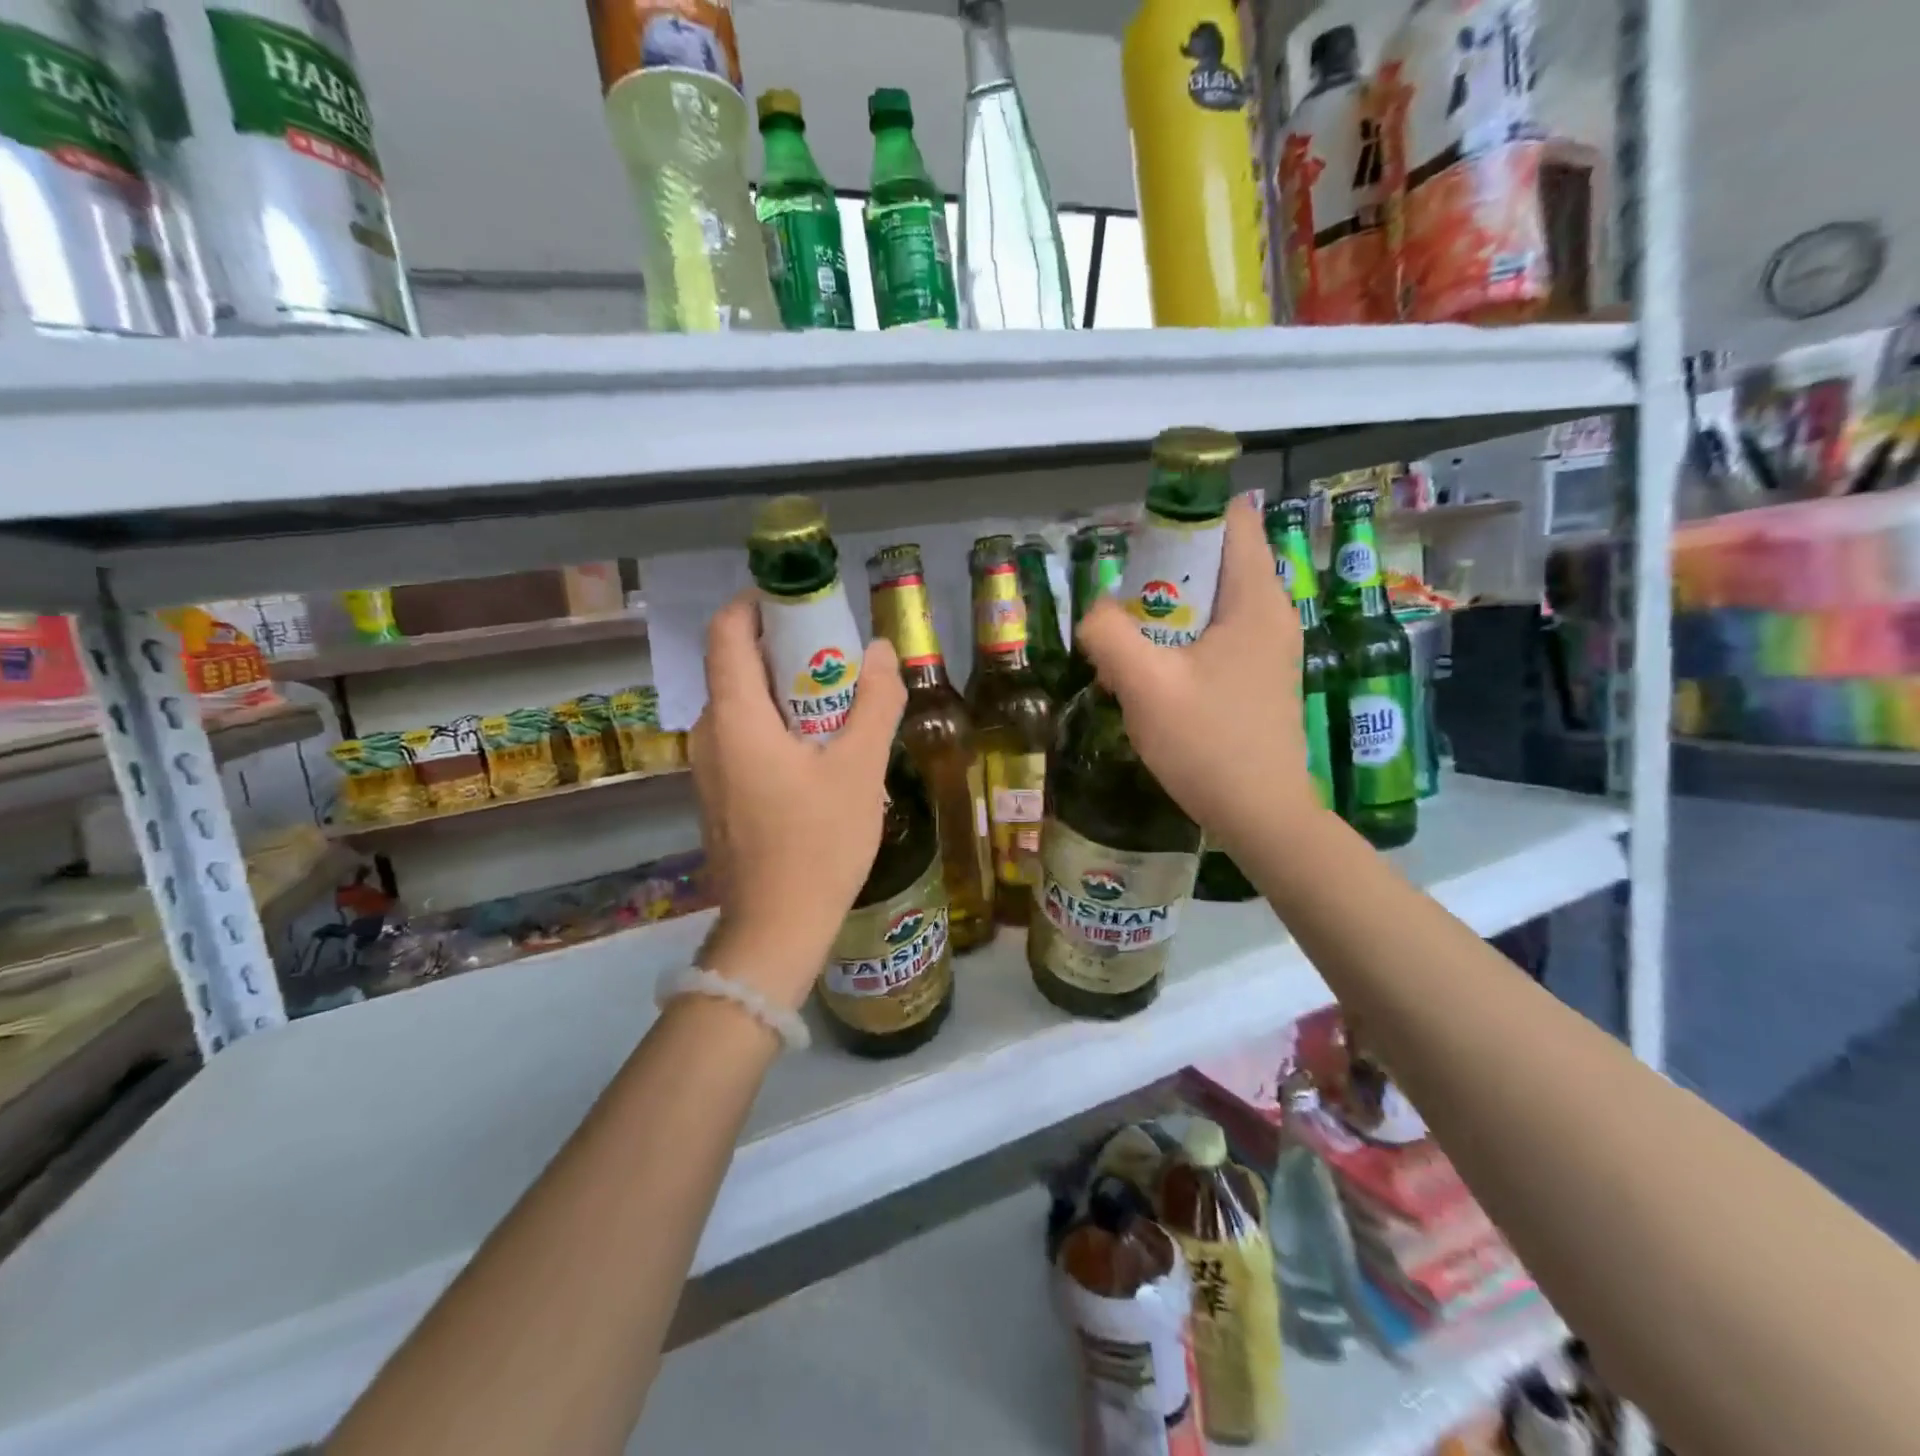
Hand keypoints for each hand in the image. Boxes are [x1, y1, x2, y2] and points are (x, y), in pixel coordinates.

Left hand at [689, 593, 905, 1010]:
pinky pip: (745, 739)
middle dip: (788, 651)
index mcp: (735, 717)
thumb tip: (880, 651)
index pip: (727, 631)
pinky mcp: (719, 795)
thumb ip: (874, 703)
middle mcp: (710, 734)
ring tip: (842, 707)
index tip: (803, 604)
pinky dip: (779, 727)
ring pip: (745, 706)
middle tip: (841, 660)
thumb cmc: (818, 844)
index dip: (759, 604)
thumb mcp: (860, 769)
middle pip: (739, 667)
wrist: (776, 928)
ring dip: (788, 693)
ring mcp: (709, 768)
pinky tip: (821, 754)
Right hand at [1077, 495, 1324, 856]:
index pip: (1231, 519)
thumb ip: (1109, 634)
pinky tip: (1152, 682)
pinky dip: (1179, 645)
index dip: (1183, 516)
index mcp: (1255, 600)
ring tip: (1128, 652)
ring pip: (1209, 605)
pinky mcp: (1259, 678)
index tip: (1138, 546)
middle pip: (1214, 561)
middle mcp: (1270, 614)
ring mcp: (1268, 648)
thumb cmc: (1209, 745)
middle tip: (1121, 610)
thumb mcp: (1144, 686)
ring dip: (1164, 617)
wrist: (1261, 817)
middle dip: (1161, 576)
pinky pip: (1214, 639)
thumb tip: (1096, 613)